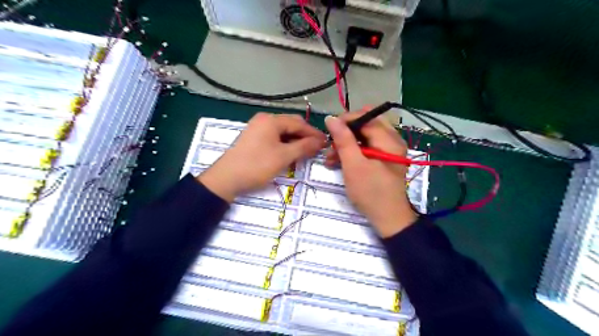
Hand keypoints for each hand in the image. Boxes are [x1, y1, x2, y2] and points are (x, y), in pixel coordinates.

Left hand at [198, 113, 325, 202]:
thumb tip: (321, 141)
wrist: (226, 179)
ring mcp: (257, 129)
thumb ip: (304, 147)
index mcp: (271, 120)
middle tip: (317, 149)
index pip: (299, 123)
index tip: (326, 143)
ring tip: (306, 152)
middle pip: (291, 125)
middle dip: (305, 136)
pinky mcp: (254, 138)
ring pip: (283, 132)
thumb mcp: (283, 157)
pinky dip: (285, 144)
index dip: (314, 133)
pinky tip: (291, 153)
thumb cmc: (257, 165)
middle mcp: (264, 120)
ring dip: (295, 141)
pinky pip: (274, 137)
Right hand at [323, 110, 417, 236]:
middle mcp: (392, 140)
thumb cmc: (371, 192)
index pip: (365, 117)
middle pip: (365, 125)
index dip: (346, 120)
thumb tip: (331, 118)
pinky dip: (353, 152)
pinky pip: (367, 147)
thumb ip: (343, 140)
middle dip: (345, 133)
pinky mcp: (384, 160)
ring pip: (364, 137)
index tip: (328, 130)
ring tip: (330, 158)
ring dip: (346, 144)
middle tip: (331, 145)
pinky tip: (339, 162)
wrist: (388, 219)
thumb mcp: (354, 165)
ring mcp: (389, 150)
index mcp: (389, 139)